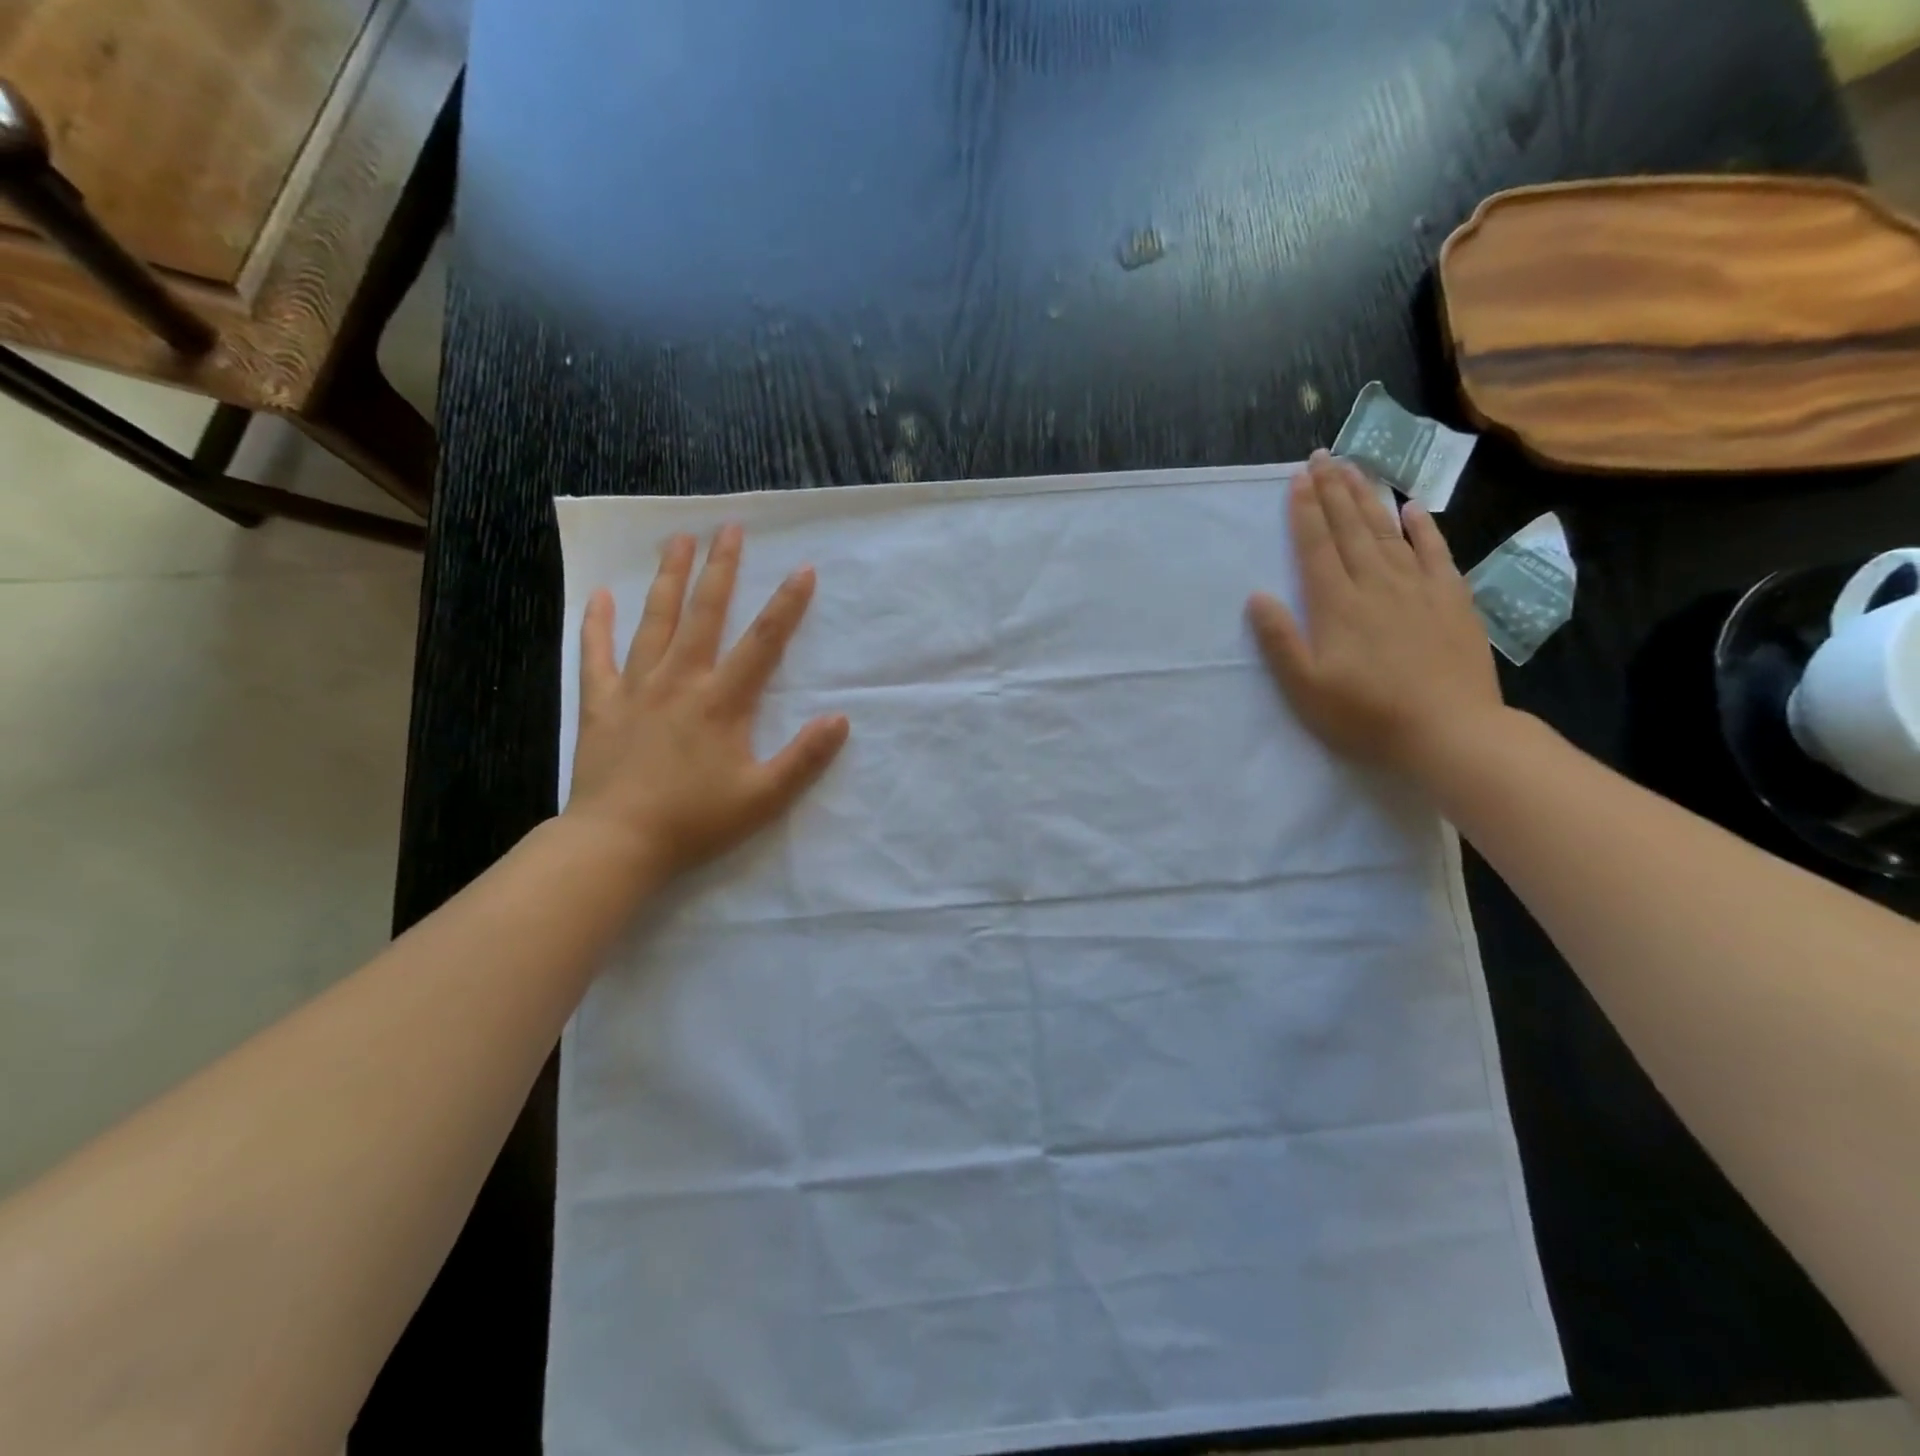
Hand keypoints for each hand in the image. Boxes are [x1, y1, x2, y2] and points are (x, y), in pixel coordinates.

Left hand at [566, 524, 849, 886]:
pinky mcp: (601, 705)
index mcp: (721, 702)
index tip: (803, 569)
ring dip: (668, 579)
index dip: (787, 605)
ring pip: (654, 622)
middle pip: (704, 614)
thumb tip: (840, 720)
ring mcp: (636, 689)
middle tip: (729, 528)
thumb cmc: (695, 821)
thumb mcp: (764, 798)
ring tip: (677, 540)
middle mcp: (680, 681)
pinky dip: (597, 624)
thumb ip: (804, 758)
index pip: (762, 642)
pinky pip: (597, 656)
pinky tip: (600, 595)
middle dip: (721, 569)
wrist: (616, 844)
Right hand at [1247, 453, 1502, 779]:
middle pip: (1350, 528)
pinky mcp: (1452, 599)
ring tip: (1355, 467)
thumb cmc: (1366, 715)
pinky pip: (1435, 552)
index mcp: (1337, 605)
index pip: (1316, 546)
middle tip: (1323, 456)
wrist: (1450, 732)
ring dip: (1369, 497)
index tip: (1299, 477)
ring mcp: (1418, 588)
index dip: (1306, 510)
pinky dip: (1423, 527)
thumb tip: (1256, 596)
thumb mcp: (1306, 688)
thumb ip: (1280, 640)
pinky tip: (1412, 507)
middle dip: (1334, 490)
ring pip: (1388, 531)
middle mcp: (1376, 584)